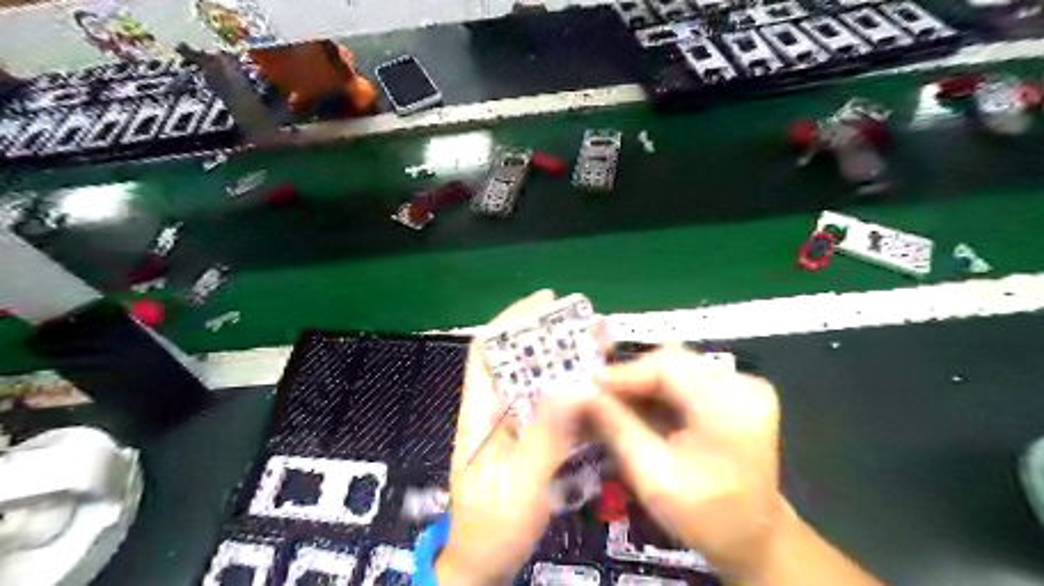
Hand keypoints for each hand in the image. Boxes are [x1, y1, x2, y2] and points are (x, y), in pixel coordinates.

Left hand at [437, 292, 589, 585]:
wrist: (484, 564)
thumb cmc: (493, 526)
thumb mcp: (520, 483)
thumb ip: (546, 436)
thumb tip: (572, 387)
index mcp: (479, 412)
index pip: (486, 351)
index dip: (511, 321)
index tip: (543, 303)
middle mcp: (496, 410)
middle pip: (518, 361)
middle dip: (549, 337)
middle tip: (586, 322)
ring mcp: (515, 425)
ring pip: (539, 382)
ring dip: (566, 361)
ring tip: (600, 341)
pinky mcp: (531, 439)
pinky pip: (554, 407)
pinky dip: (574, 391)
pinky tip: (598, 383)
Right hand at [590, 346, 787, 578]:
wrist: (755, 537)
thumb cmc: (705, 517)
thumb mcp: (652, 477)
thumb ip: (616, 428)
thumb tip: (580, 393)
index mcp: (731, 407)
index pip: (667, 367)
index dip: (623, 373)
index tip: (587, 386)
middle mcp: (743, 385)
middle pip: (672, 361)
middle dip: (630, 377)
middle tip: (595, 395)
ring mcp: (743, 385)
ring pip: (676, 367)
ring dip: (641, 382)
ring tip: (610, 401)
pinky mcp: (737, 390)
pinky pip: (687, 377)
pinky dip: (658, 390)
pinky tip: (636, 406)